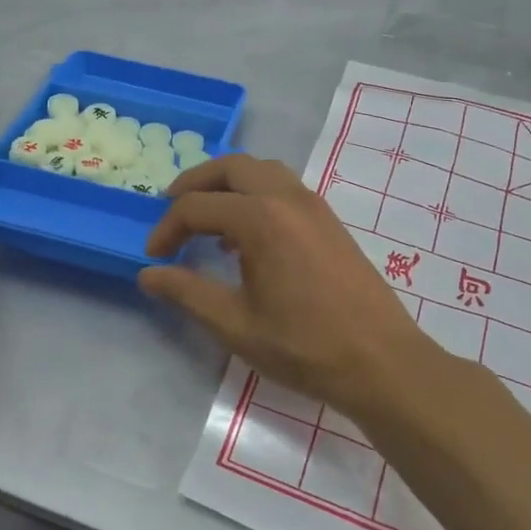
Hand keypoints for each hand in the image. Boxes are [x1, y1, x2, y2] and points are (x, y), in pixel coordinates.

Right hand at [138, 154, 442, 420]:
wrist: (382, 362)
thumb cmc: (304, 347)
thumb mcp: (235, 325)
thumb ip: (187, 292)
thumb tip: (148, 274)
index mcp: (261, 219)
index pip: (197, 206)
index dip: (167, 229)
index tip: (153, 257)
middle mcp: (287, 198)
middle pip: (231, 167)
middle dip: (194, 184)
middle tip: (170, 210)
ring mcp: (314, 206)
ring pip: (261, 171)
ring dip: (227, 184)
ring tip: (206, 218)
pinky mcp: (329, 220)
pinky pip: (283, 188)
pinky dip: (255, 194)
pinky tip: (246, 238)